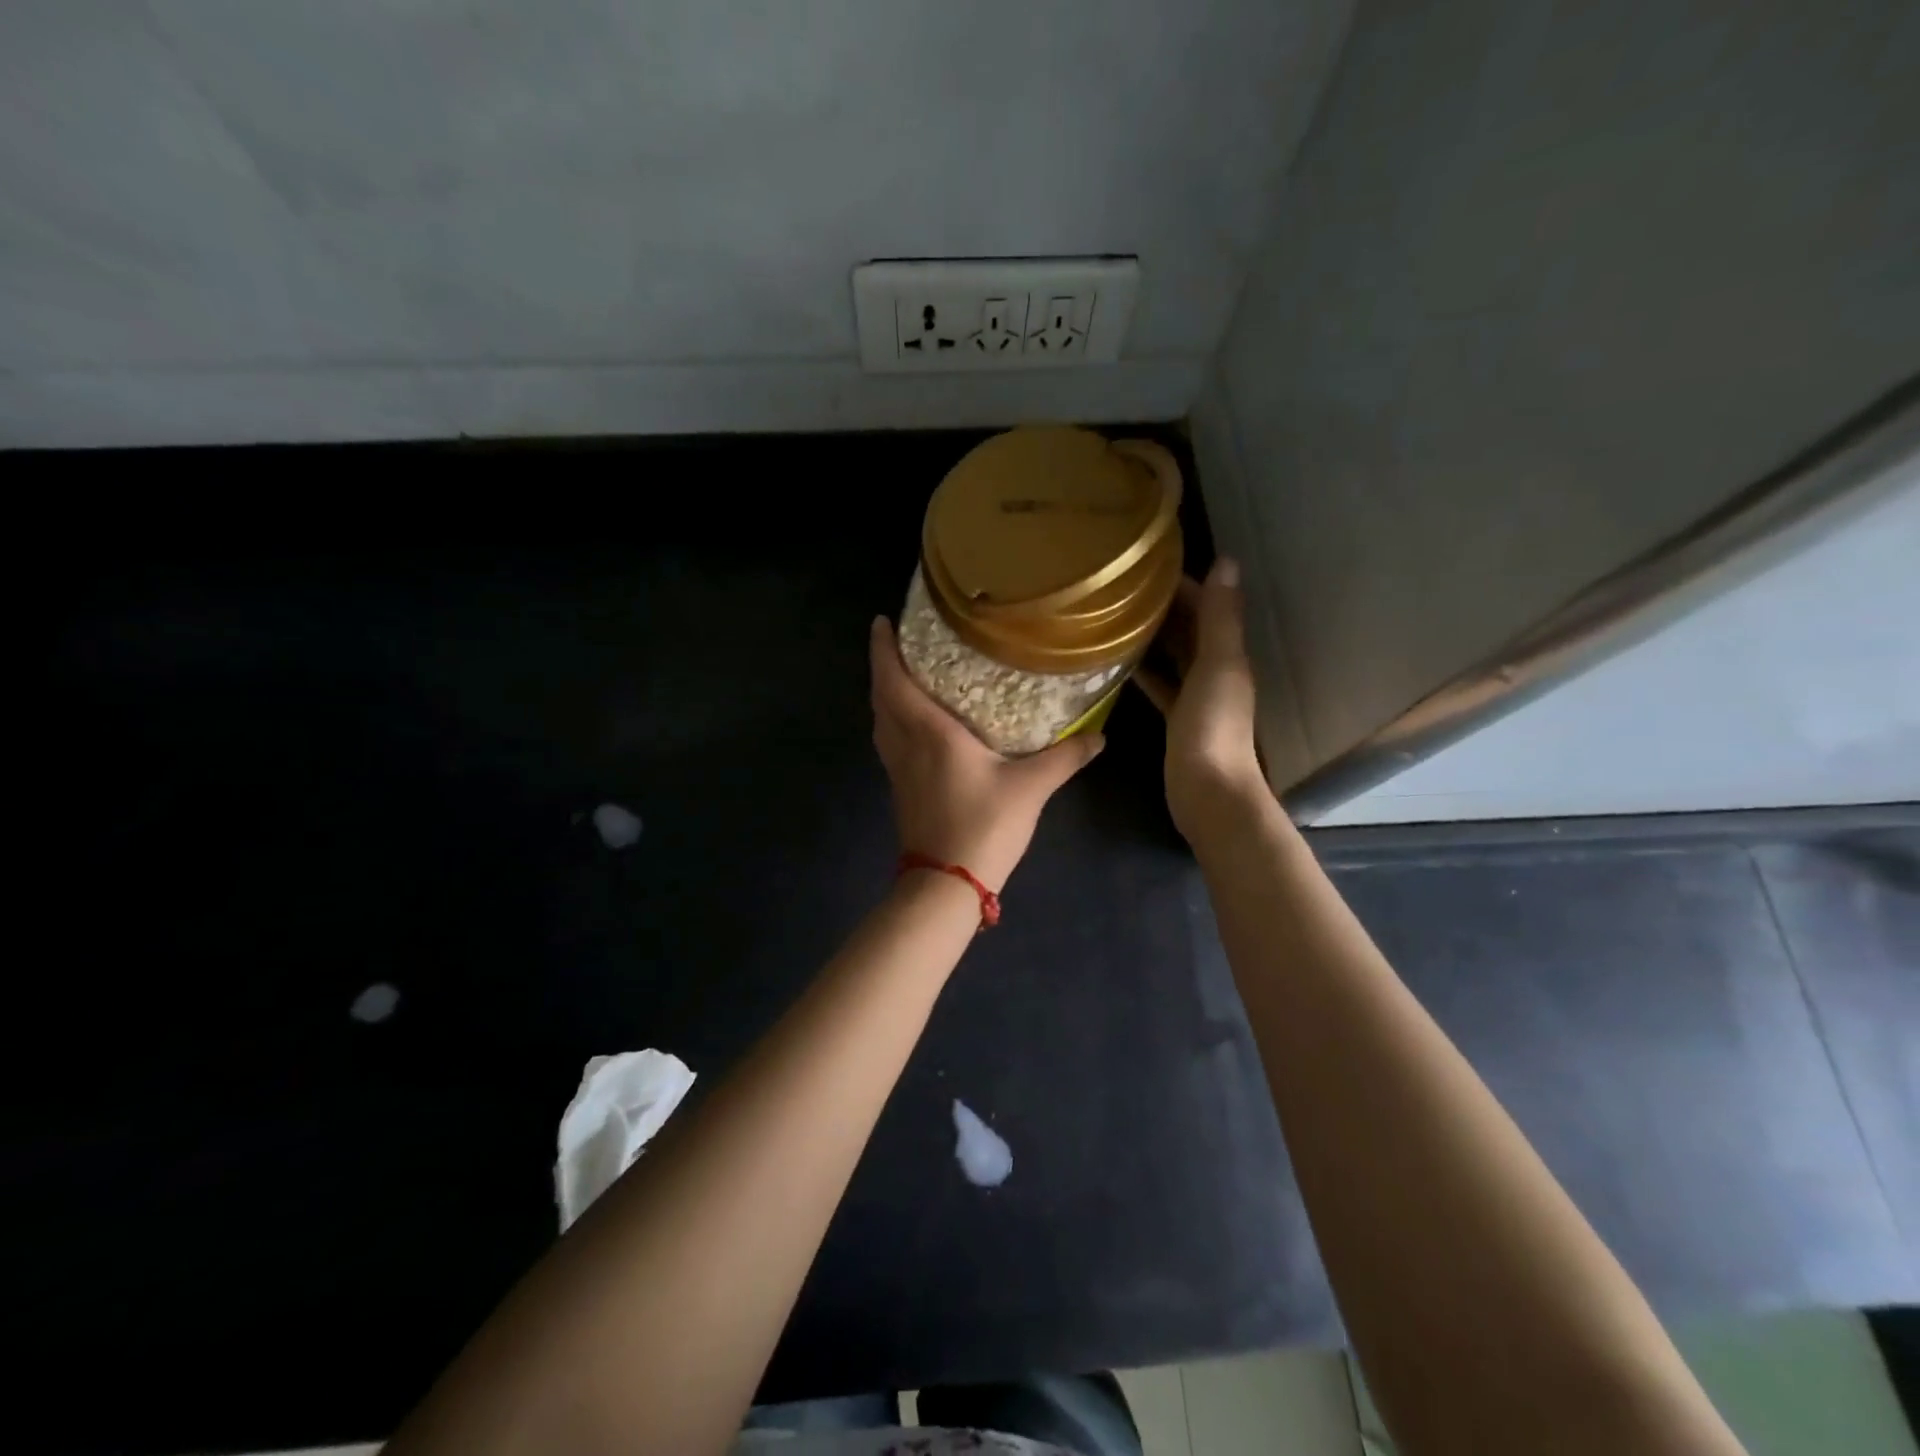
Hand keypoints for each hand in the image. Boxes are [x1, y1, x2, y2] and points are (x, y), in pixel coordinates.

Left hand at [869, 616, 1103, 892]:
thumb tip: (1100, 736)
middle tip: (898, 642)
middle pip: (880, 697)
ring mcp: (897, 769)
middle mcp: (905, 744)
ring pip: (881, 721)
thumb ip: (1064, 757)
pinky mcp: (900, 789)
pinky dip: (893, 720)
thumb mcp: (1031, 787)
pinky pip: (888, 741)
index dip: (883, 649)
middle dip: (883, 666)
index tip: (881, 621)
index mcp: (929, 732)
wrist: (946, 882)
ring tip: (905, 675)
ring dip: (885, 694)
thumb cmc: (984, 825)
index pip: (893, 680)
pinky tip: (917, 725)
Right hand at [1134, 558, 1267, 841]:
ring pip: (1174, 655)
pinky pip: (1161, 685)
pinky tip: (1120, 662)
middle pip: (1189, 629)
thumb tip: (1227, 561)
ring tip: (1114, 617)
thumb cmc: (1213, 726)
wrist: (1208, 791)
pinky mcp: (1177, 719)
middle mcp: (1215, 670)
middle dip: (1163, 607)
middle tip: (1121, 589)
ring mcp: (1196, 696)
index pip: (1206, 606)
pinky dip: (1145, 671)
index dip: (1182, 584)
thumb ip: (1220, 616)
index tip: (1145, 567)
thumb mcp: (1218, 665)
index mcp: (1228, 653)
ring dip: (1153, 636)